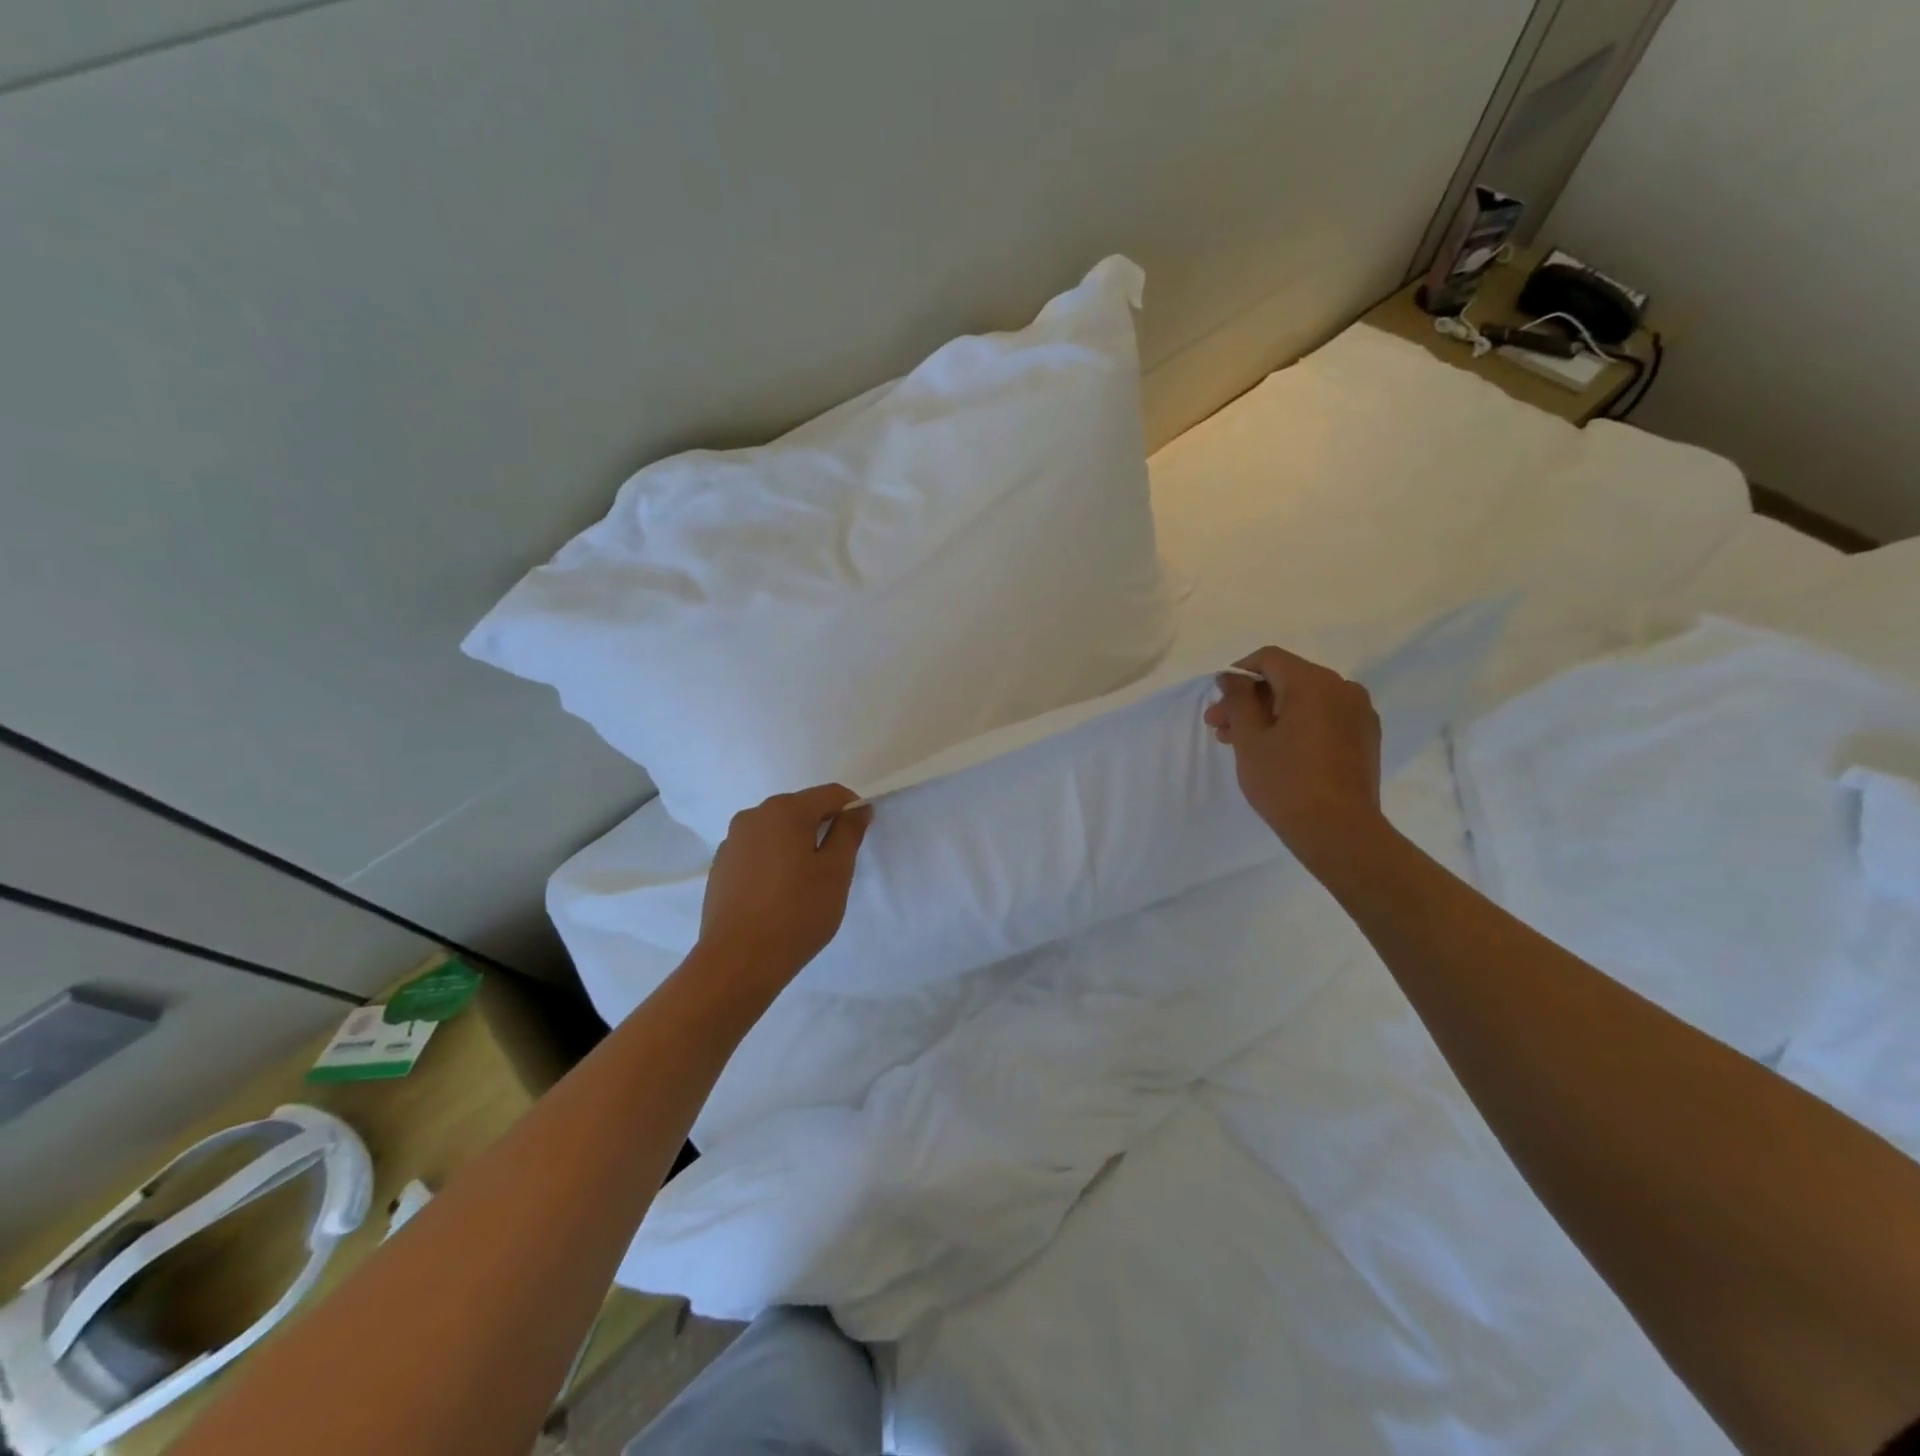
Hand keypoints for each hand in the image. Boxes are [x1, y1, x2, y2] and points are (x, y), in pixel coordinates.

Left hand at [698, 784, 873, 985]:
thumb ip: (849, 832)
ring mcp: (732, 841)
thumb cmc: (797, 912)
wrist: (738, 961)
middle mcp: (754, 815)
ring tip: (805, 883)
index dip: (852, 810)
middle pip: (801, 808)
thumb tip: (857, 808)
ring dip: (796, 844)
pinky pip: (757, 851)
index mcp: (785, 810)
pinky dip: (774, 860)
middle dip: (823, 827)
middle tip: (835, 866)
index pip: (831, 794)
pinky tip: (778, 894)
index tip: (859, 838)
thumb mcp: (836, 872)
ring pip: (777, 830)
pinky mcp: (720, 866)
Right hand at [1205, 647, 1386, 872]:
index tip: (1217, 701)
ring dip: (1271, 714)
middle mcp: (1343, 688)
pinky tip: (1276, 751)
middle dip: (1250, 699)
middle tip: (1220, 728)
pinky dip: (1296, 725)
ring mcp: (1359, 714)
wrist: (1339, 831)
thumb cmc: (1286, 782)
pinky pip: (1323, 718)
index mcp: (1315, 683)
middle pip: (1287, 680)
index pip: (1269, 659)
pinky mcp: (1364, 737)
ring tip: (1242, 742)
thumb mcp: (1250, 739)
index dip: (1238, 673)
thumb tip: (1231, 676)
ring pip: (1304, 701)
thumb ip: (1238, 699)